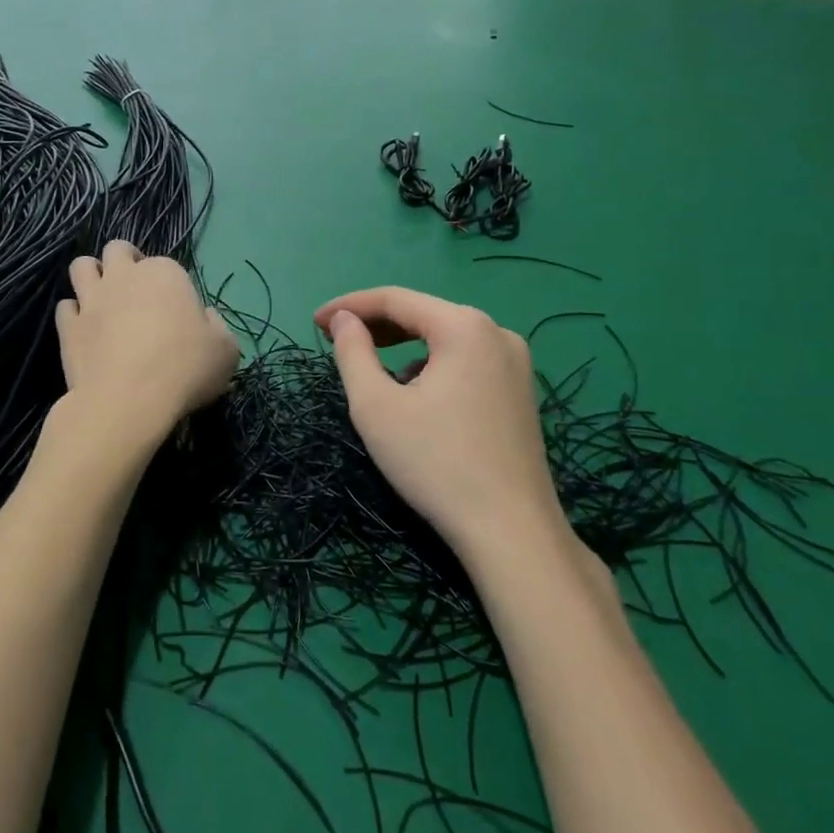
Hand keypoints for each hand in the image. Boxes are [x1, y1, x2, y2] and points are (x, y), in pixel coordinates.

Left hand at [56, 241, 237, 447]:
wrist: (129, 400)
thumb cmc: (185, 369)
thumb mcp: (226, 351)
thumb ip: (217, 327)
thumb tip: (206, 319)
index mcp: (165, 273)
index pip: (167, 265)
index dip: (171, 285)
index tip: (177, 311)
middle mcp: (124, 276)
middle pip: (117, 250)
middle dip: (125, 262)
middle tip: (135, 290)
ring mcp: (91, 298)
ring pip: (82, 266)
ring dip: (91, 276)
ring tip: (102, 298)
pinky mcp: (68, 325)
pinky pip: (65, 307)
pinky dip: (73, 315)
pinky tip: (84, 330)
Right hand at [315, 287, 568, 556]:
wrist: (512, 534)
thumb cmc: (436, 463)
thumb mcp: (376, 406)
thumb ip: (352, 351)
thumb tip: (344, 320)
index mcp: (465, 326)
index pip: (395, 298)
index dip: (349, 306)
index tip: (314, 322)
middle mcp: (497, 333)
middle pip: (422, 314)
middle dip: (374, 324)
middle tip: (332, 338)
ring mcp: (515, 363)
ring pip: (443, 338)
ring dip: (400, 345)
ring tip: (367, 365)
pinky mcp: (520, 391)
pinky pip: (464, 360)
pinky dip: (430, 365)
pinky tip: (413, 393)